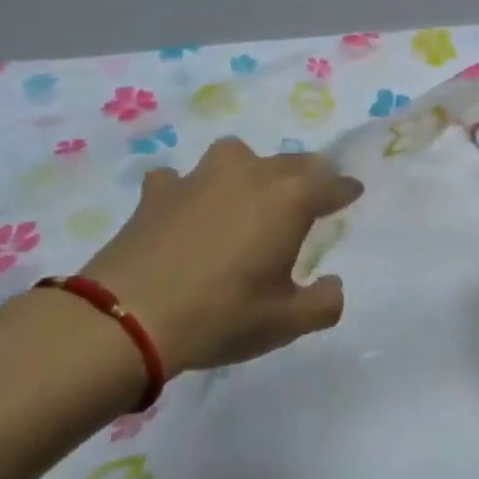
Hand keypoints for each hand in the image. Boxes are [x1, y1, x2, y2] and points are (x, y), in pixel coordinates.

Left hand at [79, 138, 363, 373]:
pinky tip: (185, 209)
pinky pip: (181, 179)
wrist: (127, 319)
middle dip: (307, 176)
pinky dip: (189, 190)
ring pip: (237, 156)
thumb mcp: (287, 322)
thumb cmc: (222, 315)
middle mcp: (250, 174)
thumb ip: (325, 302)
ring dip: (249, 171)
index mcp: (290, 198)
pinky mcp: (158, 191)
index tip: (352, 194)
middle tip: (310, 197)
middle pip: (292, 162)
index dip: (345, 190)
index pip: (332, 182)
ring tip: (247, 196)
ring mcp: (200, 177)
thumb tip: (332, 284)